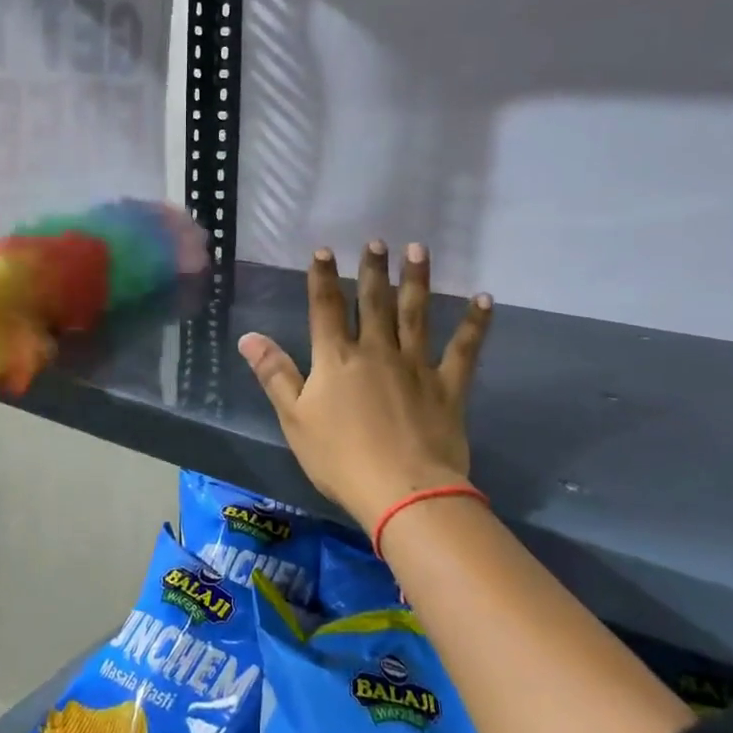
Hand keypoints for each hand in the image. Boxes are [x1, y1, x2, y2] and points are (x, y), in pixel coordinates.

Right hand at [239, 243, 491, 534]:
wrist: (402, 491)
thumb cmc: (340, 458)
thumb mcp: (294, 419)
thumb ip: (274, 374)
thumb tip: (248, 337)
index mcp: (337, 359)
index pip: (326, 308)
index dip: (323, 278)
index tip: (325, 250)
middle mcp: (376, 351)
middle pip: (374, 302)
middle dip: (373, 270)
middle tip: (378, 241)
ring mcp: (416, 366)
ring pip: (416, 314)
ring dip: (417, 280)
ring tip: (418, 249)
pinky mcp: (448, 386)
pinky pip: (463, 349)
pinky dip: (474, 324)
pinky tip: (484, 299)